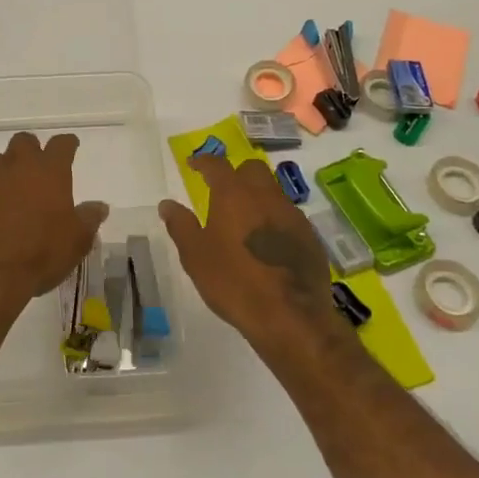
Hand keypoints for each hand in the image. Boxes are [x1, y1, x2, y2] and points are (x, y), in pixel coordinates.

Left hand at [0, 132, 108, 328]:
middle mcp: (14, 166)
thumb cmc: (38, 254)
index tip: (70, 146)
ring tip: (7, 198)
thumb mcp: (75, 242)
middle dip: (30, 151)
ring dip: (2, 174)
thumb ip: (88, 220)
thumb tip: (99, 206)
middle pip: (23, 142)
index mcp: (48, 171)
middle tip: (36, 170)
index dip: (67, 144)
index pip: (61, 145)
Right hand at [159, 153, 343, 359]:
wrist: (290, 316)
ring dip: (259, 197)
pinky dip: (276, 221)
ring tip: (246, 220)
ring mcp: (293, 215)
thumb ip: (181, 225)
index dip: (203, 162)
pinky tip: (268, 244)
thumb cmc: (233, 282)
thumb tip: (167, 204)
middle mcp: (266, 196)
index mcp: (234, 194)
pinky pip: (289, 217)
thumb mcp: (195, 256)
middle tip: (223, 190)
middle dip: (237, 173)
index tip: (194, 164)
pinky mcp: (311, 237)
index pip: (217, 165)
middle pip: (252, 169)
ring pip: (274, 192)